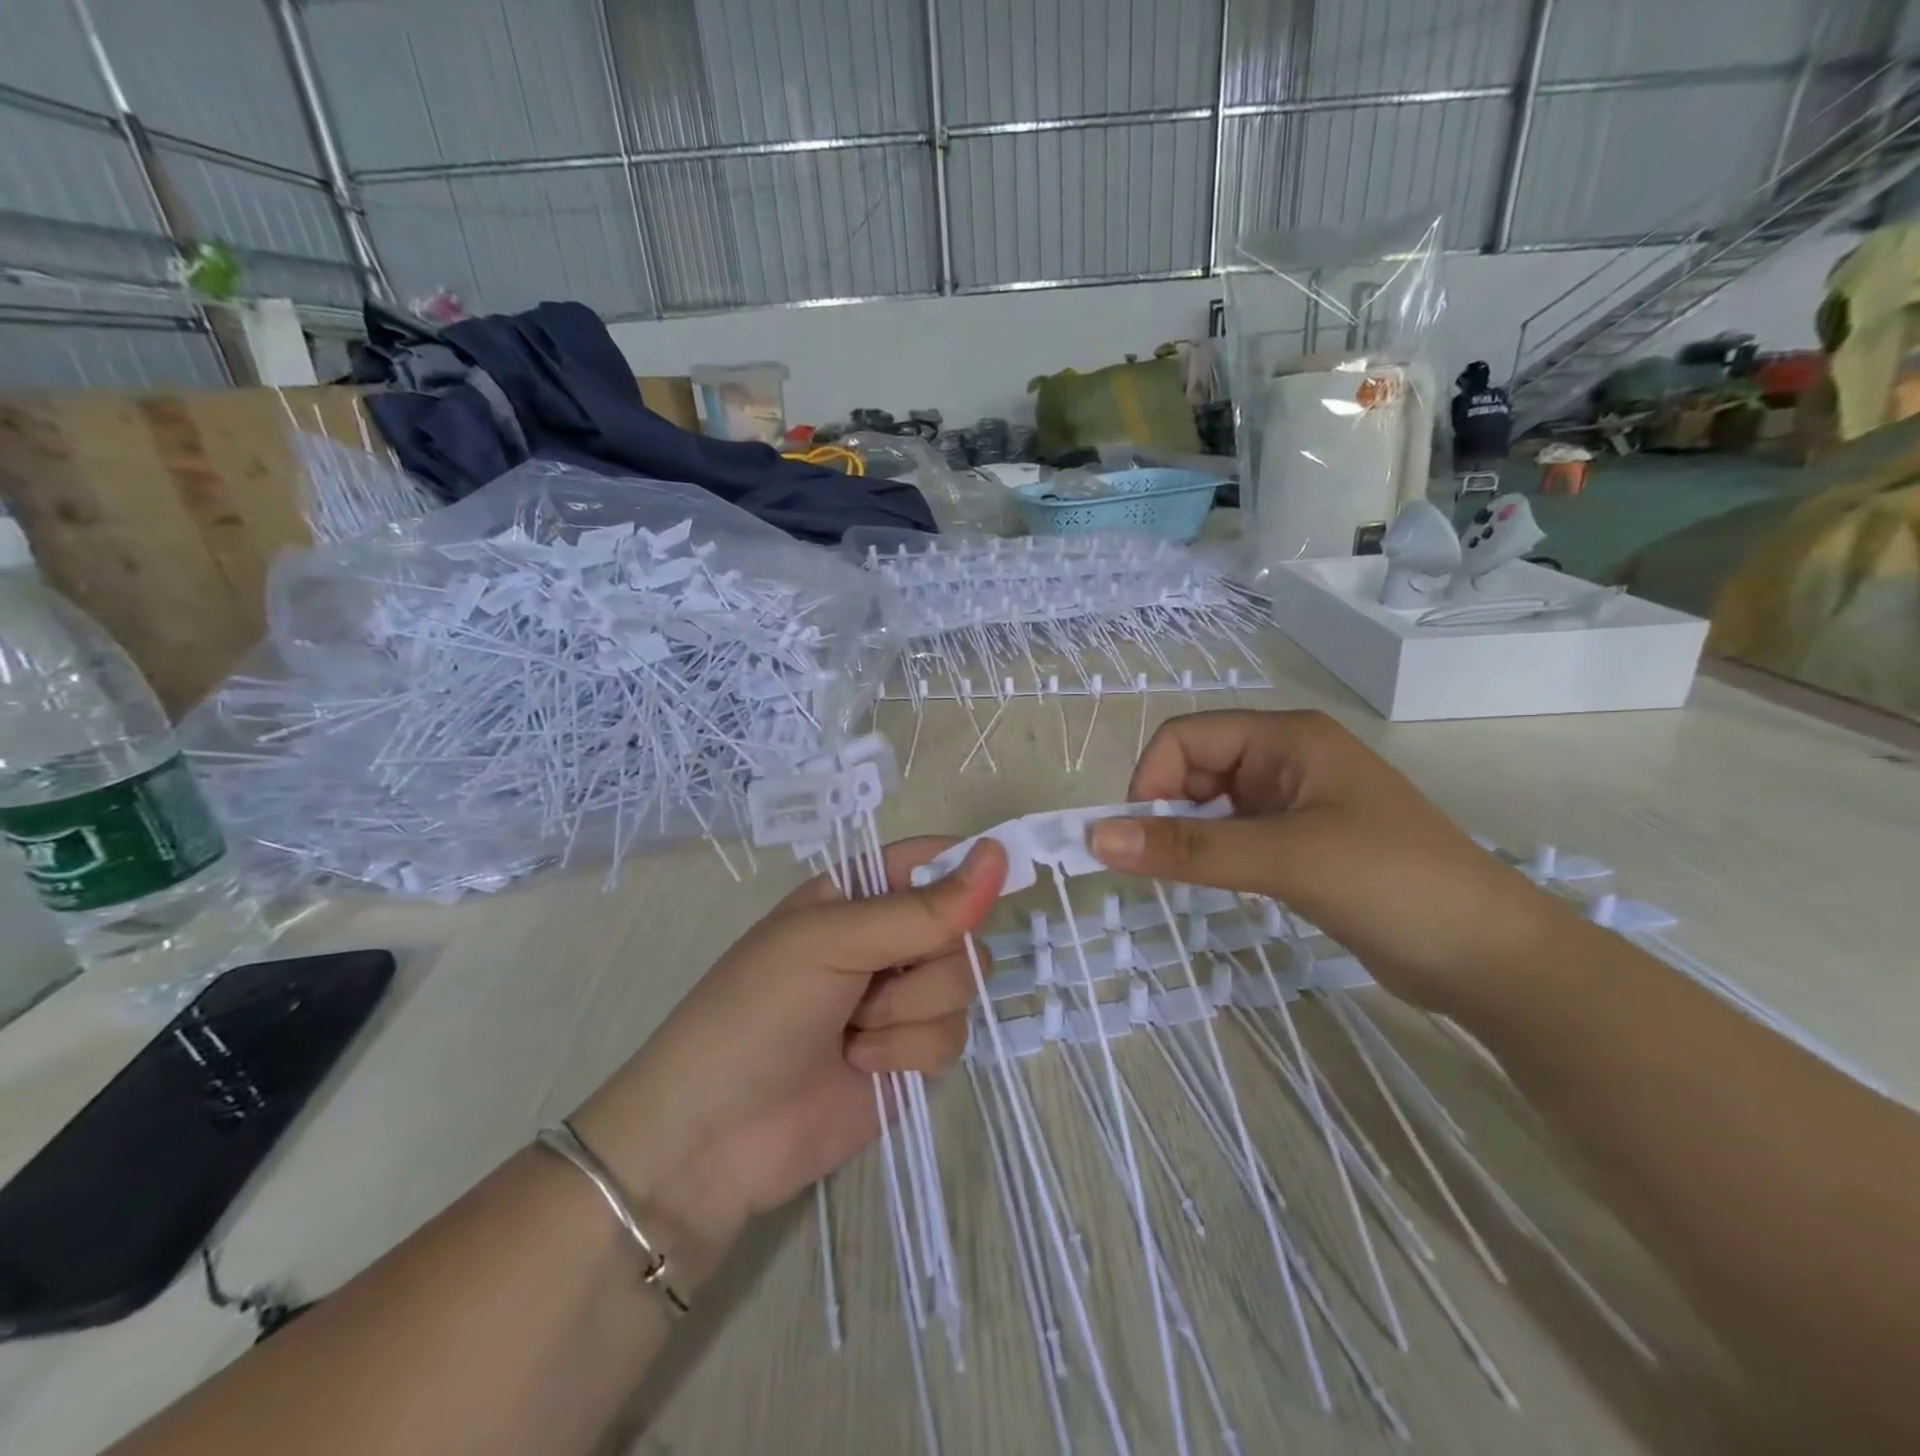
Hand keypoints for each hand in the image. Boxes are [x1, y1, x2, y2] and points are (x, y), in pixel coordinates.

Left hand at [569, 837, 1006, 1283]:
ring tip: (853, 1030)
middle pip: (961, 926)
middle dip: (926, 959)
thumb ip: (920, 910)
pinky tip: (861, 1064)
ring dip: (910, 1010)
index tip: (995, 878)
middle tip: (872, 978)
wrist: (712, 1139)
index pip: (932, 860)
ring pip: (964, 983)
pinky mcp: (912, 1055)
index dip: (966, 868)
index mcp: (857, 895)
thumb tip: (999, 854)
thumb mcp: (831, 942)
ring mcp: (900, 999)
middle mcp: (886, 940)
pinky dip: (909, 1052)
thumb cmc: (756, 1012)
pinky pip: (953, 1037)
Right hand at [1087, 709, 1569, 1011]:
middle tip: (1162, 866)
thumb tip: (1096, 837)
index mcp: (1286, 738)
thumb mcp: (1284, 859)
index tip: (1137, 839)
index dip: (1151, 780)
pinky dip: (1212, 855)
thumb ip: (1189, 848)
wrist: (1491, 959)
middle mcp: (1286, 760)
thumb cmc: (1392, 884)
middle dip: (1166, 810)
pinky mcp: (1300, 843)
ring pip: (1210, 805)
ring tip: (1190, 878)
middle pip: (1194, 768)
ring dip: (1188, 836)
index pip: (1186, 737)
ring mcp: (1294, 802)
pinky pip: (1233, 835)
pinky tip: (1216, 883)